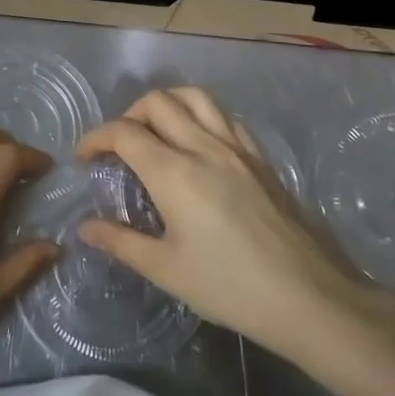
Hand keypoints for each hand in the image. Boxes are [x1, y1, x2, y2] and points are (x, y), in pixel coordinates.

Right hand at [77, 88, 394, 376]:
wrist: (311, 298)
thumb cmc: (231, 287)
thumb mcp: (167, 269)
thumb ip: (121, 242)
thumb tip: (85, 227)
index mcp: (174, 172)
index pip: (124, 132)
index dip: (96, 138)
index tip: (84, 157)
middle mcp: (203, 146)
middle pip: (158, 102)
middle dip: (128, 115)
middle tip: (118, 147)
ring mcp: (237, 147)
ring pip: (195, 97)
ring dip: (166, 104)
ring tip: (156, 131)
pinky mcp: (261, 157)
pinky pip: (224, 116)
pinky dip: (200, 115)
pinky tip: (199, 142)